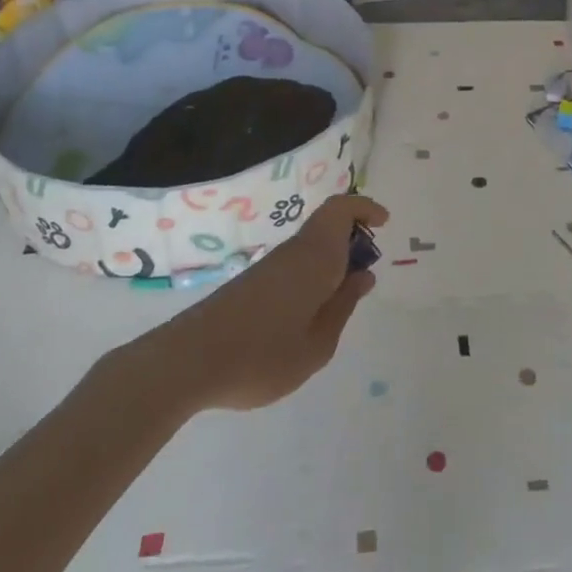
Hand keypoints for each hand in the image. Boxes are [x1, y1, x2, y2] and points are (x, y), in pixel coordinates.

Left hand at [127, 194, 385, 412]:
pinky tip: (308, 315)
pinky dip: (312, 275)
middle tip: (366, 274)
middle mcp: (292, 252)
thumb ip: (343, 307)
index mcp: (314, 258)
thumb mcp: (317, 345)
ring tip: (340, 303)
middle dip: (353, 240)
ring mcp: (269, 266)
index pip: (341, 209)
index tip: (384, 224)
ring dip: (332, 260)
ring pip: (311, 246)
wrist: (188, 363)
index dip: (364, 208)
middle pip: (327, 226)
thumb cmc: (262, 356)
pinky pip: (294, 264)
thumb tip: (363, 275)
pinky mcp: (251, 283)